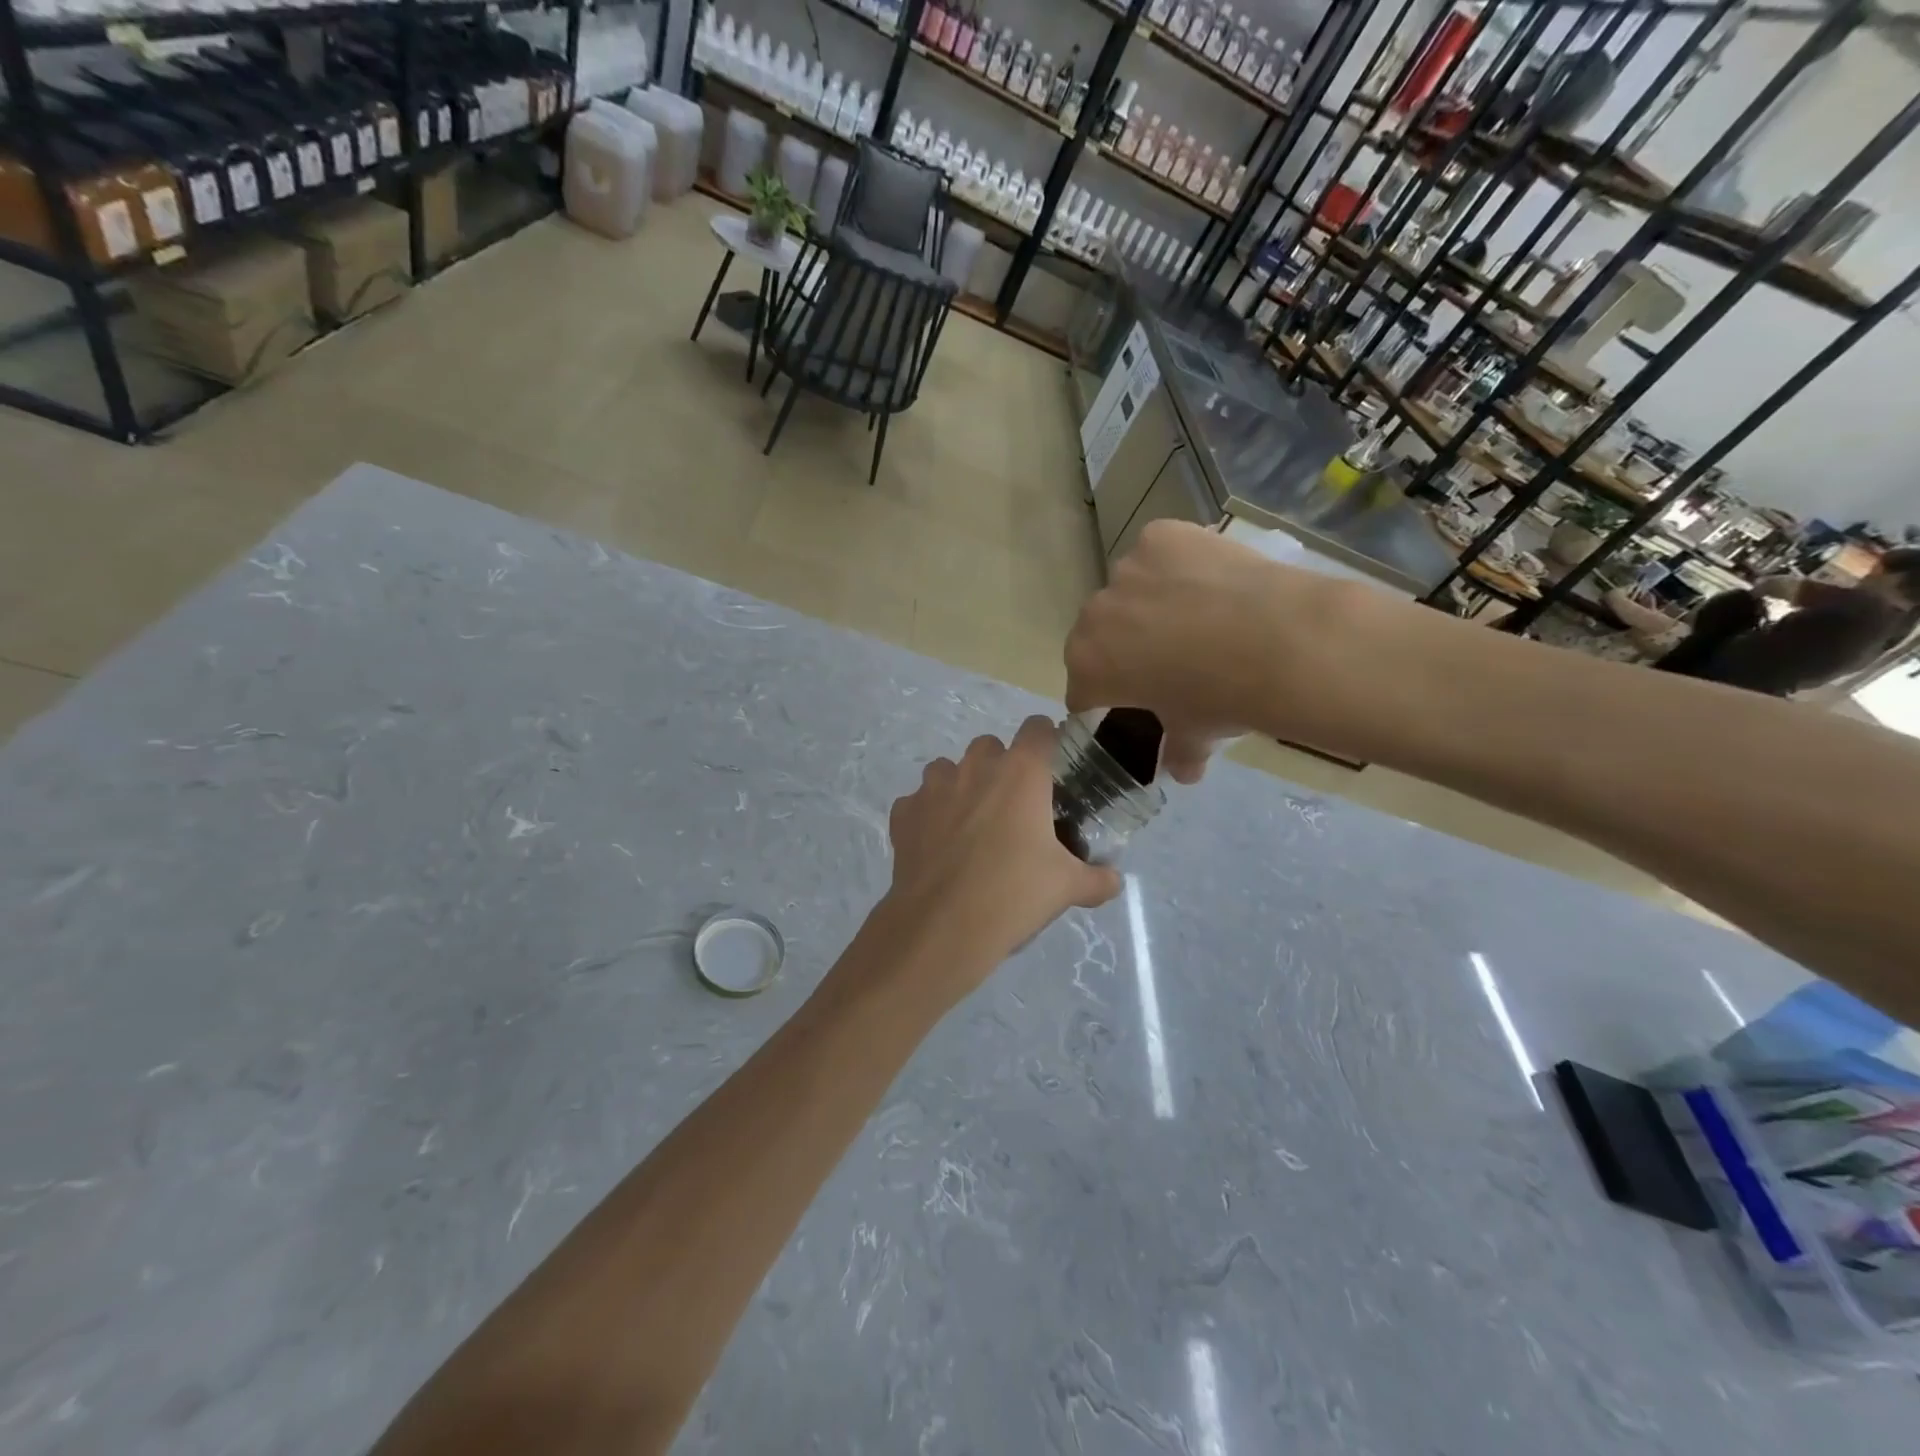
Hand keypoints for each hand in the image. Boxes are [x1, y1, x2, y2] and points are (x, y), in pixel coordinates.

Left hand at [878, 717, 1120, 1006]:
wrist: (942, 927)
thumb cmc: (1014, 894)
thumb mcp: (1067, 887)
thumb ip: (1097, 878)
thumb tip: (1113, 880)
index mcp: (1021, 772)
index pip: (1038, 728)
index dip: (1047, 742)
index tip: (1051, 769)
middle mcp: (975, 767)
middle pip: (990, 746)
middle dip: (1001, 767)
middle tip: (1013, 807)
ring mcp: (933, 787)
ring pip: (948, 768)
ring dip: (961, 785)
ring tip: (971, 825)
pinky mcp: (904, 812)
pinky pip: (918, 801)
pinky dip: (928, 815)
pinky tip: (937, 845)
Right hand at [1065, 521, 1320, 781]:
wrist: (1279, 641)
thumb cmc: (1222, 698)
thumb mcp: (1196, 735)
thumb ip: (1179, 753)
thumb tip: (1184, 771)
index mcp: (1088, 665)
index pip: (1081, 688)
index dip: (1104, 699)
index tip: (1130, 703)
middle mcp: (1094, 613)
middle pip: (1099, 634)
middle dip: (1123, 647)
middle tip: (1167, 660)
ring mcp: (1126, 569)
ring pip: (1130, 590)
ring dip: (1149, 603)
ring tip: (1198, 616)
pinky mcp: (1161, 536)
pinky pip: (1159, 554)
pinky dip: (1177, 566)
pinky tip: (1211, 582)